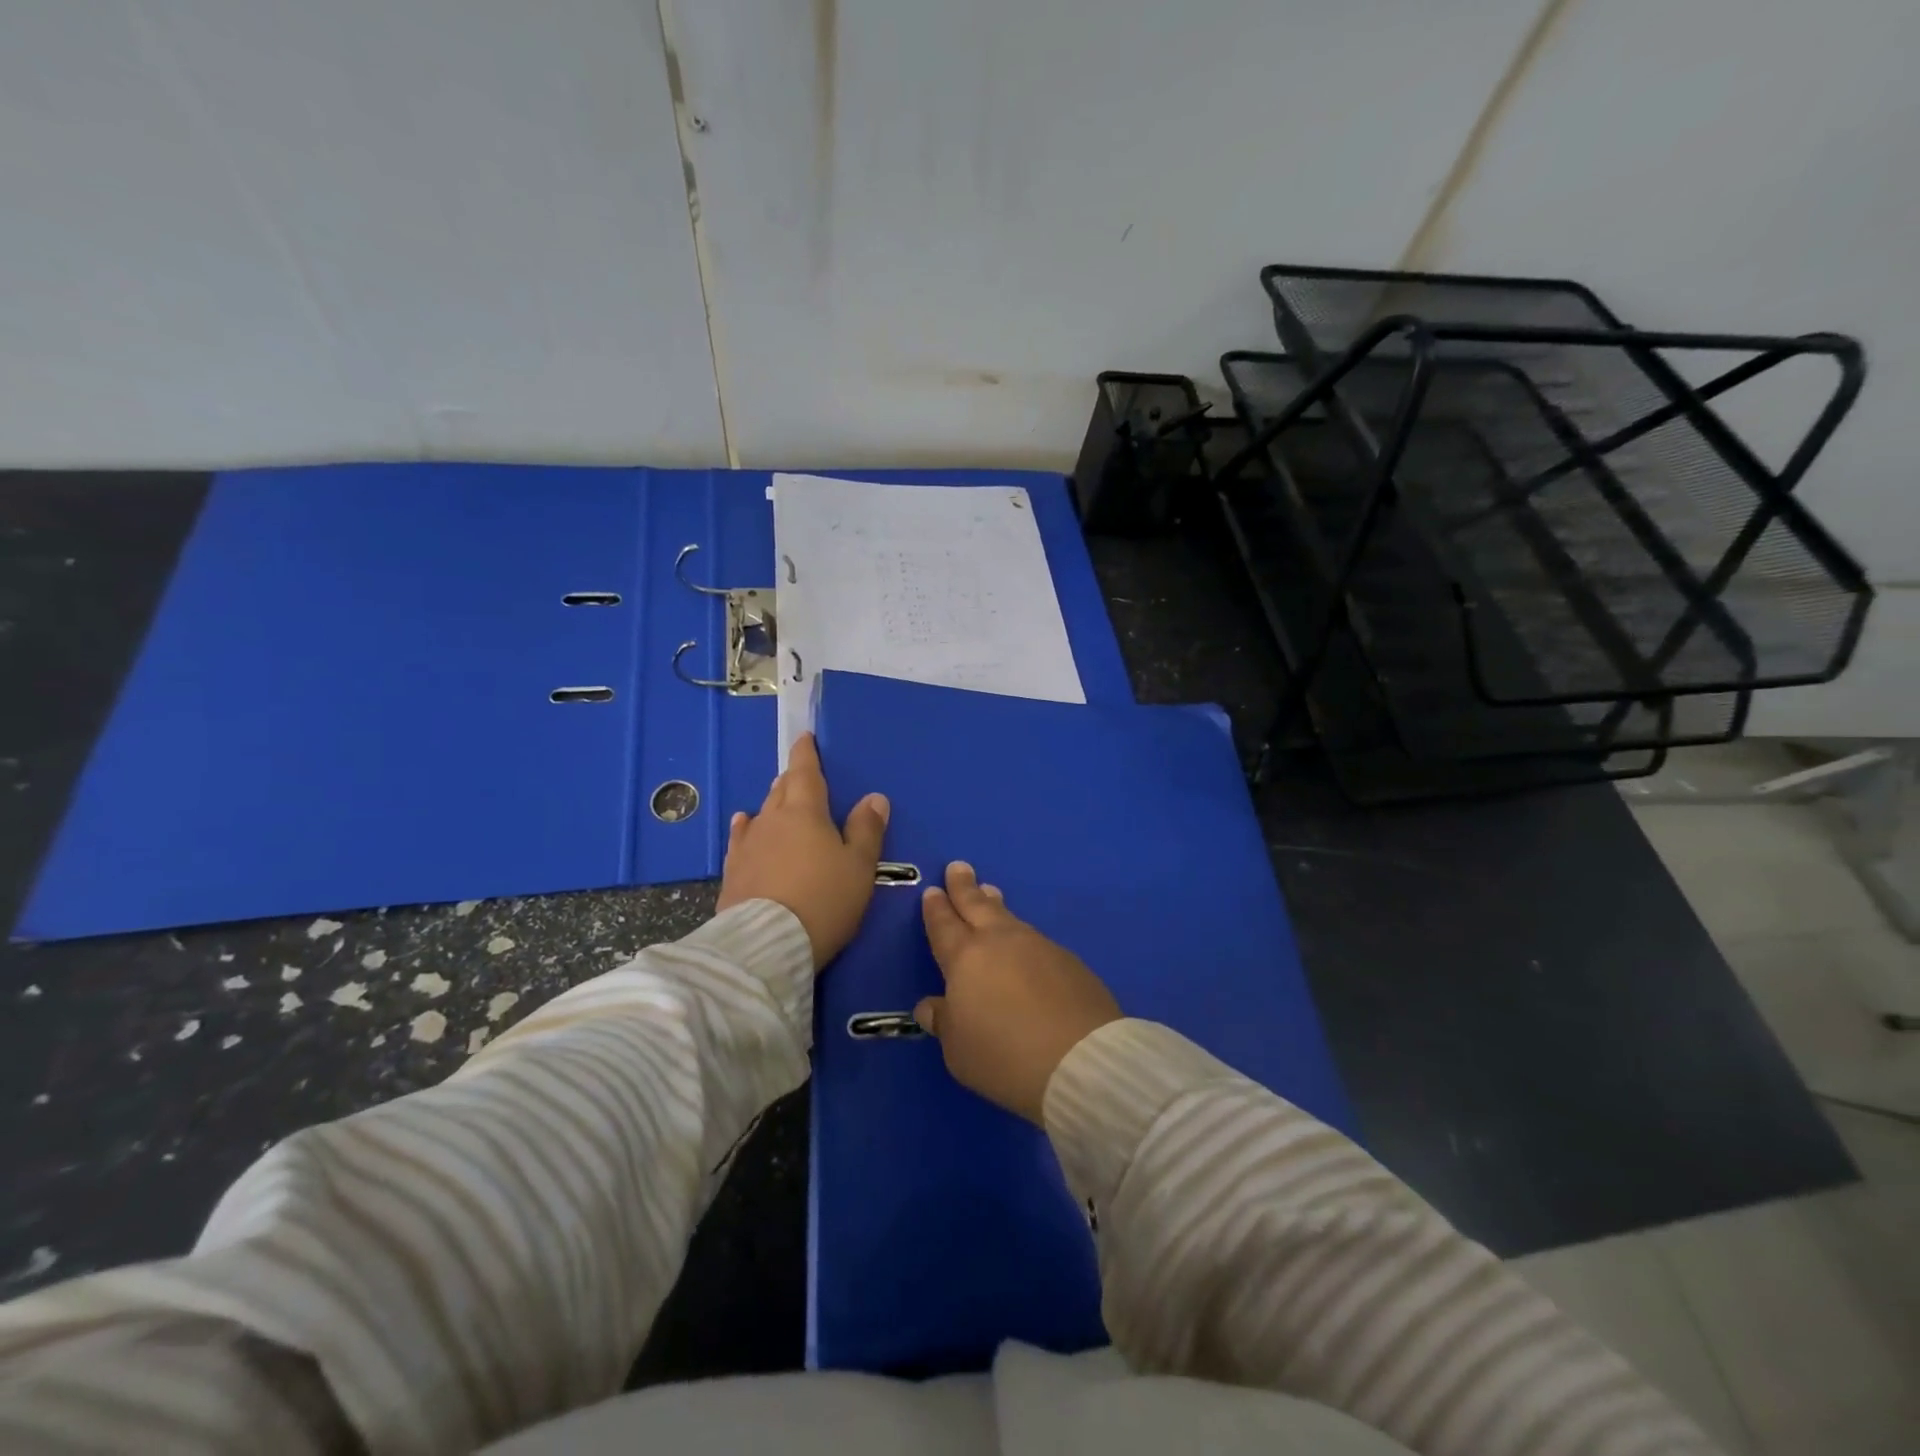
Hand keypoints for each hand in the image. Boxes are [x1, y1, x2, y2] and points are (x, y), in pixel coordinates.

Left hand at [716, 733, 889, 968]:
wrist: (766, 945)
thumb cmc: (823, 900)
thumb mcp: (858, 867)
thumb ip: (866, 830)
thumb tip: (874, 797)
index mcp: (805, 812)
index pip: (805, 773)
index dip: (806, 754)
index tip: (805, 738)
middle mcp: (772, 820)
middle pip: (782, 791)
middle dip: (792, 780)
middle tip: (800, 775)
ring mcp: (748, 846)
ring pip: (762, 814)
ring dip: (772, 804)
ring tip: (779, 798)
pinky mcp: (733, 872)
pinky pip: (742, 839)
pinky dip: (747, 828)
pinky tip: (744, 823)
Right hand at [914, 863, 1122, 1124]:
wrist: (1080, 1059)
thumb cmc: (1004, 1056)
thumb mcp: (959, 1050)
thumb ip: (944, 1022)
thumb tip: (931, 1006)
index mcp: (965, 958)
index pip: (944, 925)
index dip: (936, 908)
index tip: (933, 890)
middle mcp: (1000, 942)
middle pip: (977, 906)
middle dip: (964, 887)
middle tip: (958, 867)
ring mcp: (1037, 946)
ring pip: (1009, 917)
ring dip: (995, 904)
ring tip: (989, 893)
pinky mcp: (1067, 960)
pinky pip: (1034, 938)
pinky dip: (1021, 934)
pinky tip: (1023, 943)